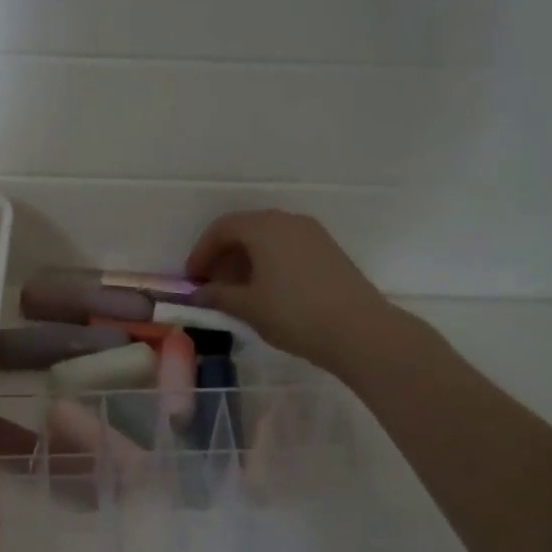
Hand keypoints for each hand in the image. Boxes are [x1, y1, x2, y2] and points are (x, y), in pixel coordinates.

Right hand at [185, 210, 397, 372]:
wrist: (359, 330)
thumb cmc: (294, 314)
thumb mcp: (248, 307)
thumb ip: (218, 296)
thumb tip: (197, 294)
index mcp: (264, 228)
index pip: (222, 228)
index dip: (201, 252)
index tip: (192, 280)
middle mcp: (288, 221)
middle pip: (245, 229)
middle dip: (223, 255)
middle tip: (210, 285)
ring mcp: (312, 234)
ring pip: (268, 238)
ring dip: (246, 259)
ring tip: (236, 290)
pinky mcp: (328, 250)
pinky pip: (287, 247)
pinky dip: (268, 262)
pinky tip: (266, 290)